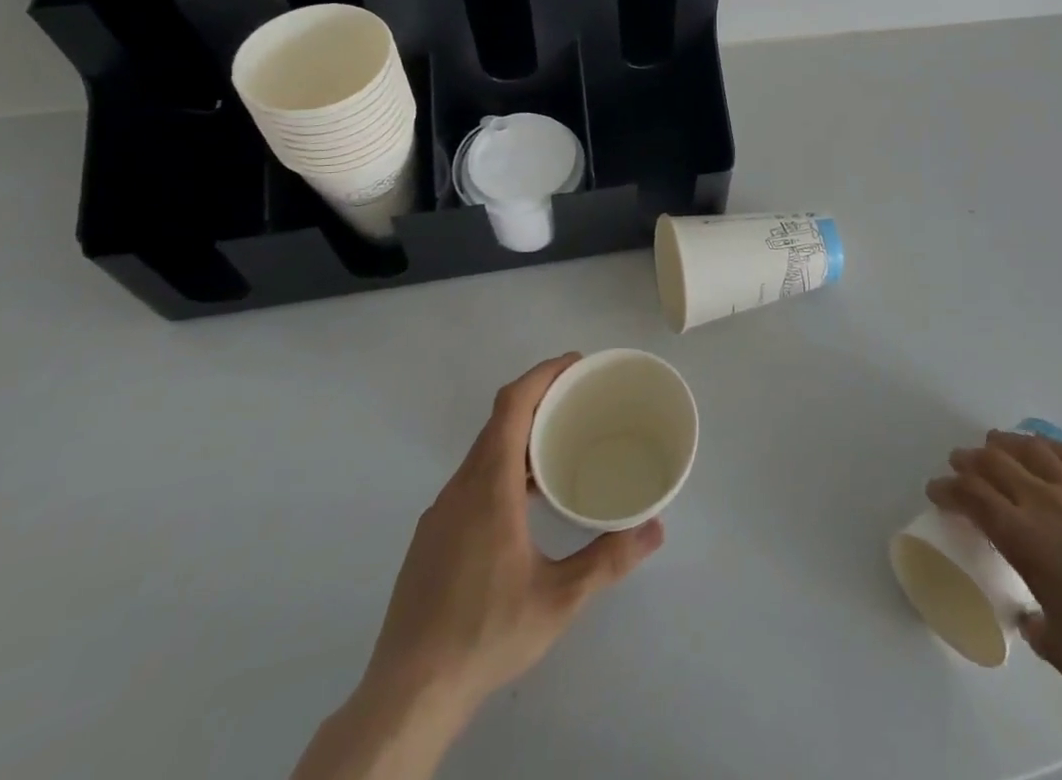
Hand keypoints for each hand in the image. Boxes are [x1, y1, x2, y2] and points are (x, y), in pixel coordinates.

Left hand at [366, 354, 663, 716]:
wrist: (405, 697)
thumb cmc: (485, 634)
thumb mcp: (559, 599)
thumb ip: (608, 558)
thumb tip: (656, 528)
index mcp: (488, 486)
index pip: (512, 404)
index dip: (543, 374)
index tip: (576, 364)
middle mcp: (459, 488)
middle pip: (498, 422)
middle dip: (538, 400)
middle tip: (580, 402)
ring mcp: (439, 515)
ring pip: (482, 454)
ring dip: (519, 437)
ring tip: (559, 450)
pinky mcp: (430, 540)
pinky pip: (470, 481)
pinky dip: (501, 468)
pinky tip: (523, 505)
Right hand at [929, 430, 1061, 707]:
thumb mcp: (1060, 648)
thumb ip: (1037, 625)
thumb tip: (1032, 617)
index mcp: (1022, 538)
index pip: (972, 497)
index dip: (949, 488)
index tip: (937, 489)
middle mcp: (1043, 503)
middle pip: (995, 463)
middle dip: (970, 460)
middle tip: (959, 463)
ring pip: (1030, 450)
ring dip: (1005, 444)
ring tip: (994, 443)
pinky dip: (1047, 446)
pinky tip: (1041, 448)